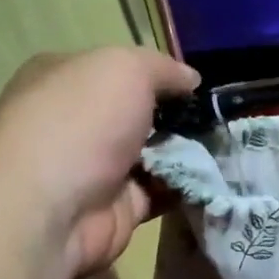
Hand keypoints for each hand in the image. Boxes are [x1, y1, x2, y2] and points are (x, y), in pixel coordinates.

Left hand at [0, 47, 199, 277]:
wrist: (52, 210)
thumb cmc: (81, 121)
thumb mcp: (124, 69)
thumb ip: (161, 68)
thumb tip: (190, 78)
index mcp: (63, 79)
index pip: (114, 69)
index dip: (155, 74)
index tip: (194, 84)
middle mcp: (76, 123)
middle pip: (138, 114)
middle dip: (178, 118)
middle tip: (218, 119)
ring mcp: (95, 168)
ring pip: (154, 155)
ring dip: (188, 154)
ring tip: (226, 148)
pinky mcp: (116, 207)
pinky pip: (161, 192)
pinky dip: (186, 188)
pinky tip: (214, 178)